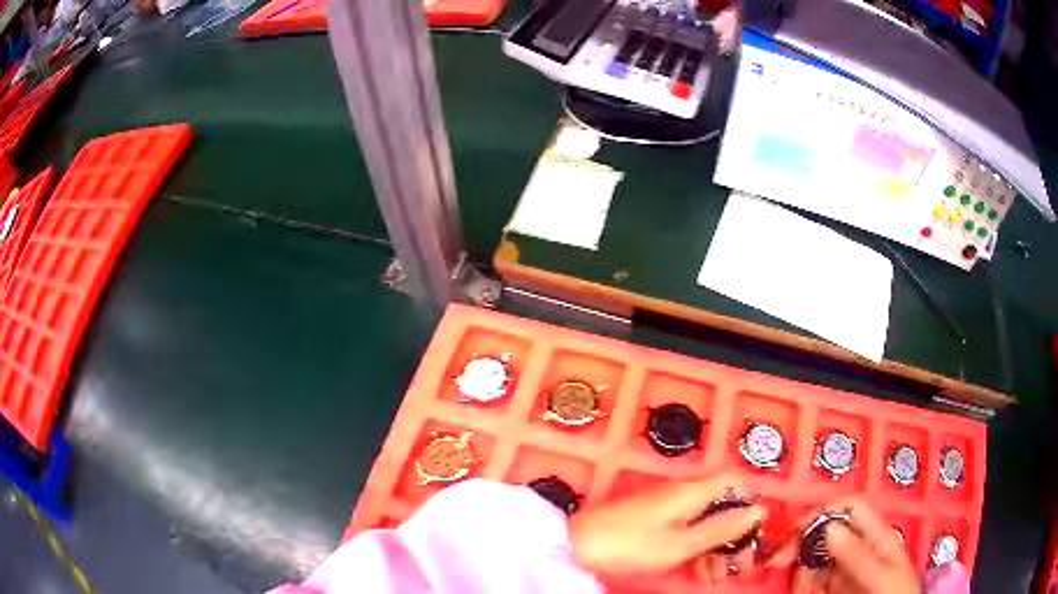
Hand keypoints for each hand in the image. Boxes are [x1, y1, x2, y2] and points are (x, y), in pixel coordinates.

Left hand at [567, 474, 766, 583]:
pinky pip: (685, 530)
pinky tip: (698, 572)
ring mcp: (667, 507)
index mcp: (693, 490)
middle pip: (721, 507)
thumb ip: (721, 528)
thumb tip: (758, 510)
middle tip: (739, 566)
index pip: (733, 483)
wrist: (579, 545)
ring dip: (715, 549)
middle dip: (733, 536)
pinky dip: (695, 549)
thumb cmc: (632, 544)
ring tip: (715, 577)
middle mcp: (683, 493)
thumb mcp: (682, 543)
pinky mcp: (653, 521)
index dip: (747, 505)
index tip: (752, 535)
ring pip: (704, 522)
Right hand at [782, 499, 920, 593]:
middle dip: (802, 541)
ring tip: (804, 587)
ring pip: (815, 559)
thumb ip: (858, 553)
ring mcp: (846, 572)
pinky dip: (803, 584)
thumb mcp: (882, 575)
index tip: (796, 528)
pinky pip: (813, 582)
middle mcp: (859, 550)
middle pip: (827, 532)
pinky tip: (805, 591)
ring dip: (801, 569)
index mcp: (876, 537)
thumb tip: (828, 527)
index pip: (850, 509)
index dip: (825, 510)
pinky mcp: (834, 590)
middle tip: (779, 559)